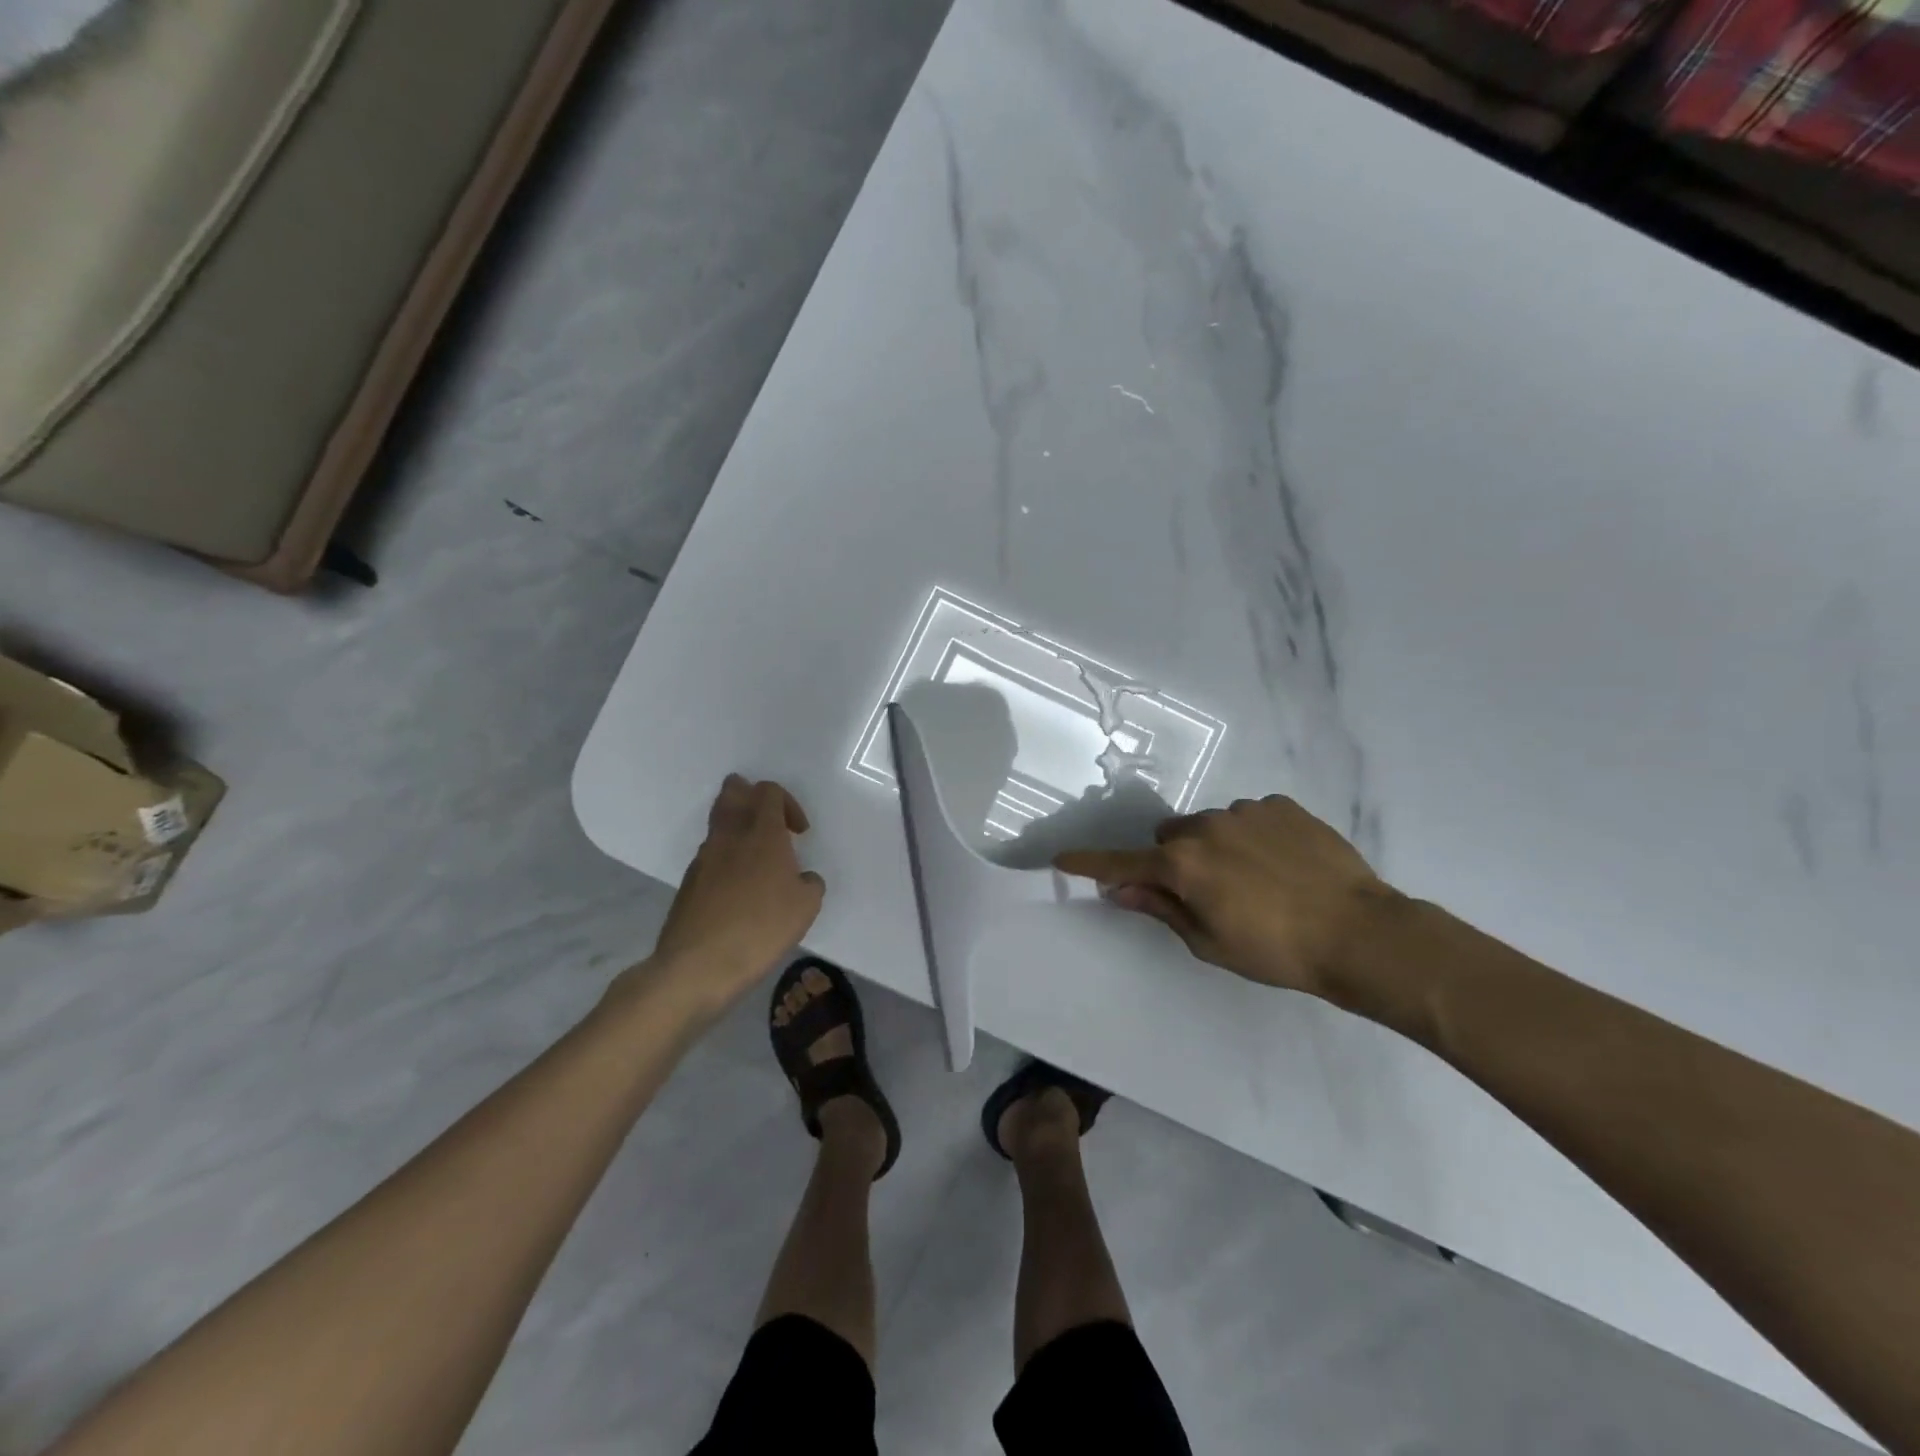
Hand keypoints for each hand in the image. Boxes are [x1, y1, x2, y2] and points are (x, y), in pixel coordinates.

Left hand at [645, 776, 825, 1009]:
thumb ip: (810, 883)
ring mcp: (704, 857)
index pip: (768, 791)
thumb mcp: (806, 907)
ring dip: (738, 828)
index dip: (788, 803)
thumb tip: (802, 879)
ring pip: (719, 822)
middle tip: (771, 824)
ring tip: (758, 859)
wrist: (698, 965)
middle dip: (752, 797)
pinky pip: (710, 854)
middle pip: (733, 792)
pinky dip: (726, 858)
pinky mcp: (689, 881)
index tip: (799, 833)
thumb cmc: (761, 928)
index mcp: (762, 832)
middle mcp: (729, 835)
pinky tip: (739, 888)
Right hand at [1055, 795, 1395, 996]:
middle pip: (1170, 838)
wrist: (1360, 934)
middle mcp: (1206, 827)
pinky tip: (1283, 864)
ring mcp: (1246, 811)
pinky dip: (1253, 836)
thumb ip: (1161, 908)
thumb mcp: (1209, 942)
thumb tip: (1120, 889)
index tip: (1061, 859)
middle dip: (1175, 860)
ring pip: (1211, 825)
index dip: (1090, 863)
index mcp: (1183, 864)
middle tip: (1206, 893)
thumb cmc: (1276, 951)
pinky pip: (1250, 816)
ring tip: (1257, 880)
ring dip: (1216, 847)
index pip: (1123, 862)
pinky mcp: (1281, 805)